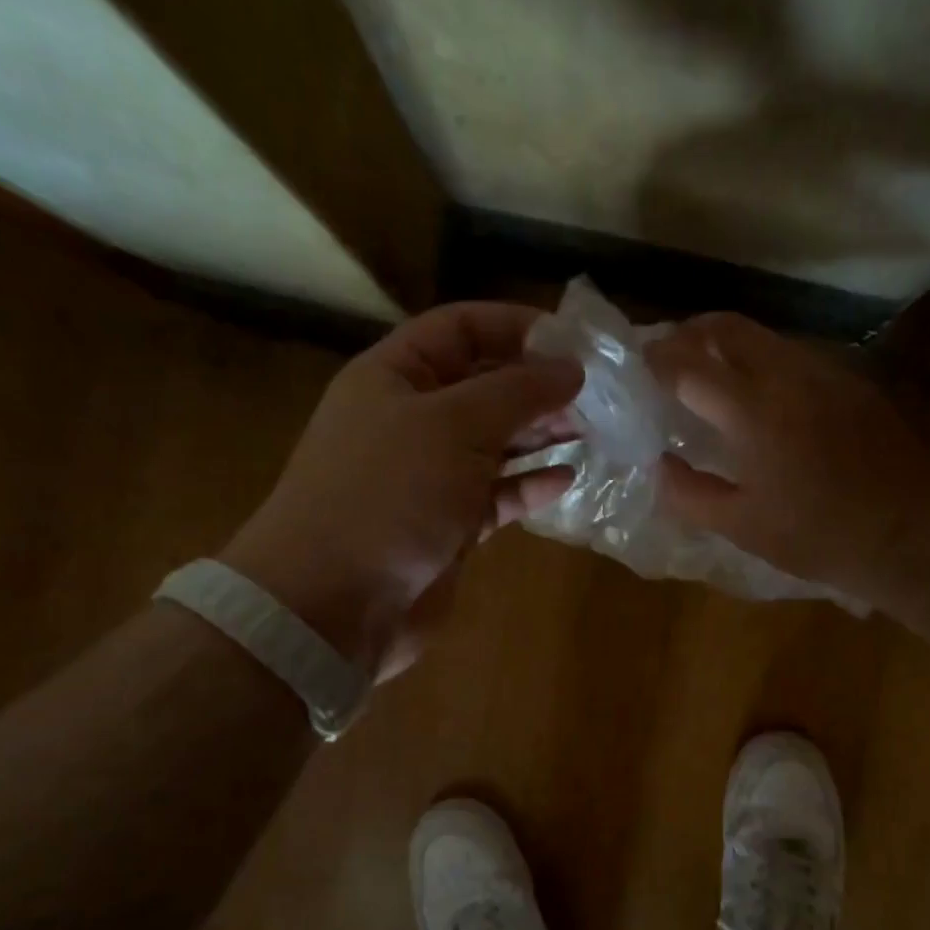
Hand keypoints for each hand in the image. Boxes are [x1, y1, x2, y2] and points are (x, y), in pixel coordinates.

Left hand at [222, 302, 581, 679]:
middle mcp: (411, 420)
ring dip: (540, 434)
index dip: (515, 326)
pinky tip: (567, 480)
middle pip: (482, 386)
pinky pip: (496, 495)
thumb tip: (570, 368)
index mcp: (395, 377)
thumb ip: (517, 391)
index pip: (460, 328)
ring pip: (494, 442)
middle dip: (536, 385)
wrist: (334, 603)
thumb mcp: (454, 425)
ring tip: (591, 431)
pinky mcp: (447, 526)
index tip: (574, 340)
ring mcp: (428, 476)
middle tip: (595, 394)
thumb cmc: (389, 495)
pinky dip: (529, 486)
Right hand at [645, 313, 929, 607]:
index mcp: (752, 412)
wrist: (909, 531)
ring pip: (763, 336)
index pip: (688, 366)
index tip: (636, 365)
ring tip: (707, 370)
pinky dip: (761, 358)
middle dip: (689, 333)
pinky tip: (759, 390)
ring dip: (726, 343)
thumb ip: (690, 493)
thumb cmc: (818, 536)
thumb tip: (659, 464)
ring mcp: (823, 372)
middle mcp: (786, 376)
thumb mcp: (742, 527)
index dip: (656, 360)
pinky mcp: (849, 380)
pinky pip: (793, 353)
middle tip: (667, 355)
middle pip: (726, 328)